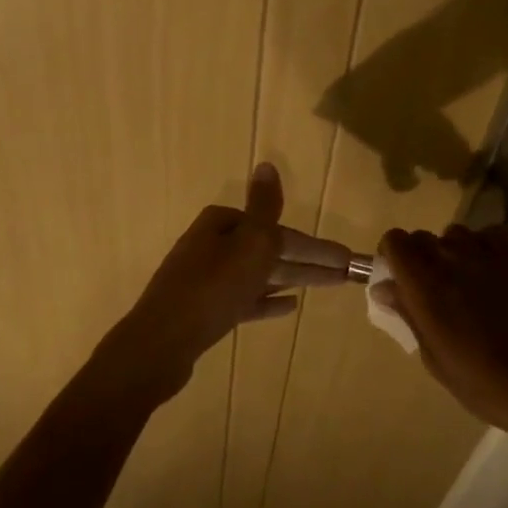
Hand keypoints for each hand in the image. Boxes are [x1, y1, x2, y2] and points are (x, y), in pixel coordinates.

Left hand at [101, 163, 352, 404]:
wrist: (161, 343)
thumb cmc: (211, 289)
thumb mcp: (247, 244)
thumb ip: (263, 207)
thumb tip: (267, 164)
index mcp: (222, 224)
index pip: (278, 231)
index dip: (315, 246)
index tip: (347, 260)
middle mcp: (212, 245)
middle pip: (270, 251)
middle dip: (308, 262)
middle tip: (347, 276)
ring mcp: (207, 278)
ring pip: (260, 275)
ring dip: (292, 279)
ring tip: (327, 286)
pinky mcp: (205, 309)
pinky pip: (245, 300)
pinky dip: (267, 301)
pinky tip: (290, 307)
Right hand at [375, 225, 507, 466]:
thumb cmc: (485, 384)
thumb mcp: (435, 360)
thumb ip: (409, 316)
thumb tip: (386, 289)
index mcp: (424, 285)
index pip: (395, 241)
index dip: (391, 255)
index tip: (397, 279)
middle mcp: (451, 260)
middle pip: (421, 237)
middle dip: (417, 256)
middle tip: (427, 289)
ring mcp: (487, 257)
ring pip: (455, 233)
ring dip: (450, 250)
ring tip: (461, 281)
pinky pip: (490, 235)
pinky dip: (483, 245)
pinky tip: (488, 271)